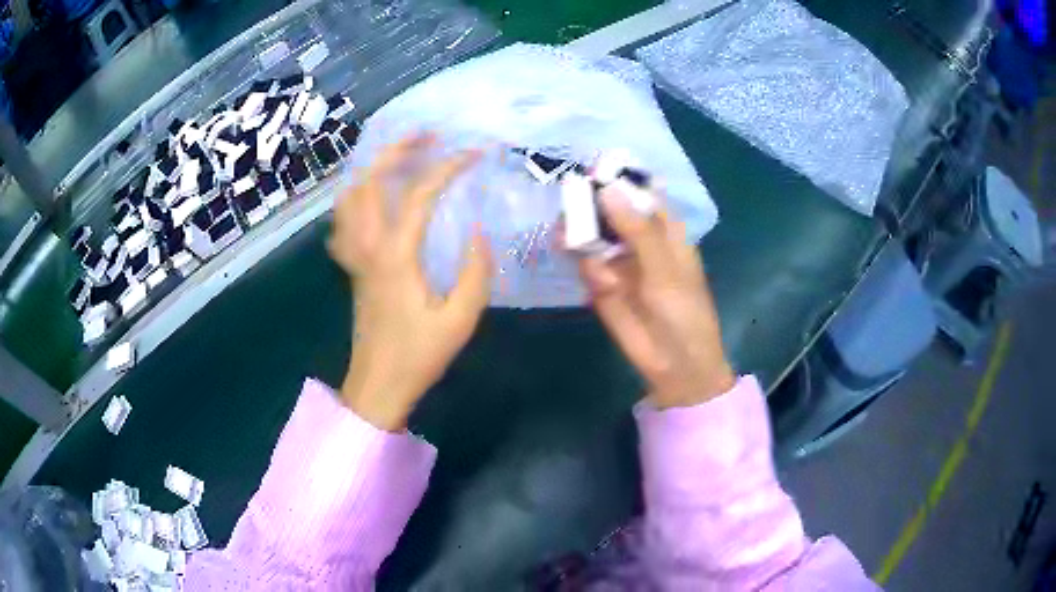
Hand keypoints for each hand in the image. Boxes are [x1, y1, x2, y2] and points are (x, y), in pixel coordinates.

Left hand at [328, 133, 491, 430]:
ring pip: (349, 197)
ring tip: (400, 158)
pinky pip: (343, 220)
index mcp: (396, 256)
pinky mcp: (352, 266)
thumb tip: (478, 230)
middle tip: (425, 135)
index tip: (474, 154)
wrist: (378, 385)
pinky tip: (374, 198)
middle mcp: (368, 246)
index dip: (449, 168)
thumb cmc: (419, 355)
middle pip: (369, 181)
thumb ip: (475, 271)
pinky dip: (356, 198)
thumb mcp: (460, 318)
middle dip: (396, 149)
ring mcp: (354, 255)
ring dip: (372, 168)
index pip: (420, 194)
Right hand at [575, 185, 734, 408]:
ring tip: (577, 244)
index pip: (638, 192)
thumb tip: (608, 190)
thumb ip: (638, 232)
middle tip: (571, 206)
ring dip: (581, 236)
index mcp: (664, 228)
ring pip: (590, 233)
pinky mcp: (599, 282)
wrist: (673, 364)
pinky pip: (584, 263)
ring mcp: (616, 259)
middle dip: (588, 206)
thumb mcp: (665, 270)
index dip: (616, 178)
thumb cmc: (684, 314)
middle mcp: (637, 237)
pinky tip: (600, 283)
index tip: (590, 168)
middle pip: (606, 209)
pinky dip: (586, 267)